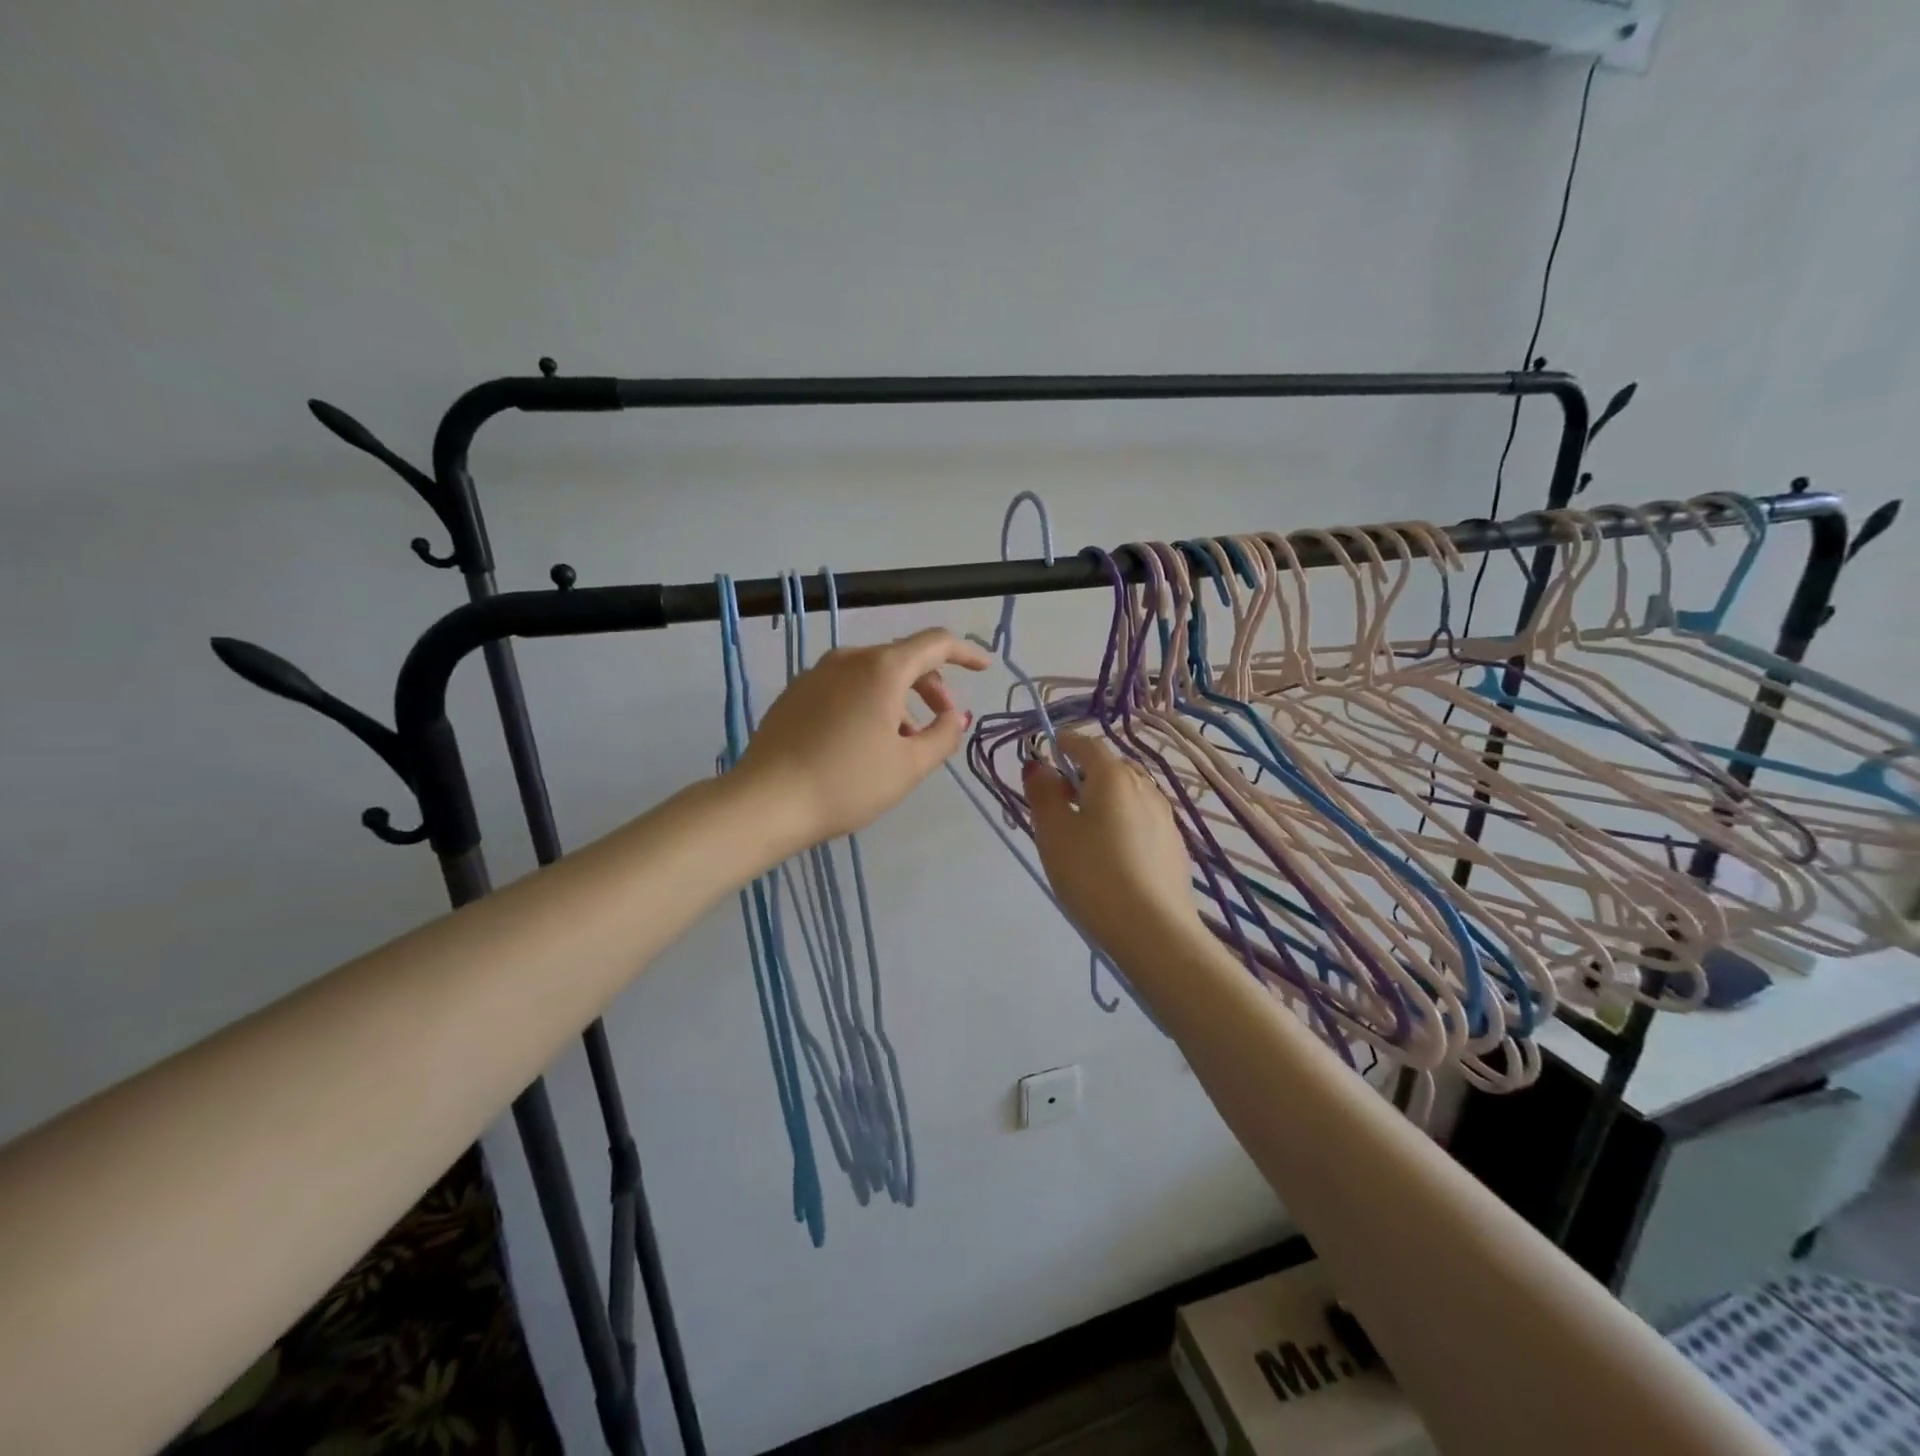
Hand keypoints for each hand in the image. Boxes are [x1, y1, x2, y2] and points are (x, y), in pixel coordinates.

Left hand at [738, 627, 991, 846]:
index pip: (935, 643)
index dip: (965, 652)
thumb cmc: (847, 783)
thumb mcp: (909, 766)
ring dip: (899, 698)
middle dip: (930, 684)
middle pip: (903, 658)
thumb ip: (943, 735)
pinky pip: (845, 686)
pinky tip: (865, 740)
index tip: (984, 668)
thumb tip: (954, 716)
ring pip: (872, 674)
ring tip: (903, 741)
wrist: (766, 801)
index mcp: (882, 668)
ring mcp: (816, 673)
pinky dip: (868, 702)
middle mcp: (848, 659)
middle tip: (942, 720)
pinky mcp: (795, 693)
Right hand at [1025, 734, 1202, 958]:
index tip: (1044, 756)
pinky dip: (1122, 825)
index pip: (1085, 744)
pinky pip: (1141, 821)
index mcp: (1114, 776)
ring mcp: (1165, 817)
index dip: (1062, 745)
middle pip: (1109, 769)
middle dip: (1082, 776)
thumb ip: (1042, 793)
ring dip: (1103, 802)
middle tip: (1057, 803)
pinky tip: (1112, 857)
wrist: (1154, 930)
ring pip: (1127, 796)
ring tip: (1083, 834)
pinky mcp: (1175, 846)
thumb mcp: (1053, 833)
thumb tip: (1039, 766)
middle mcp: (1145, 787)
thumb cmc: (1093, 874)